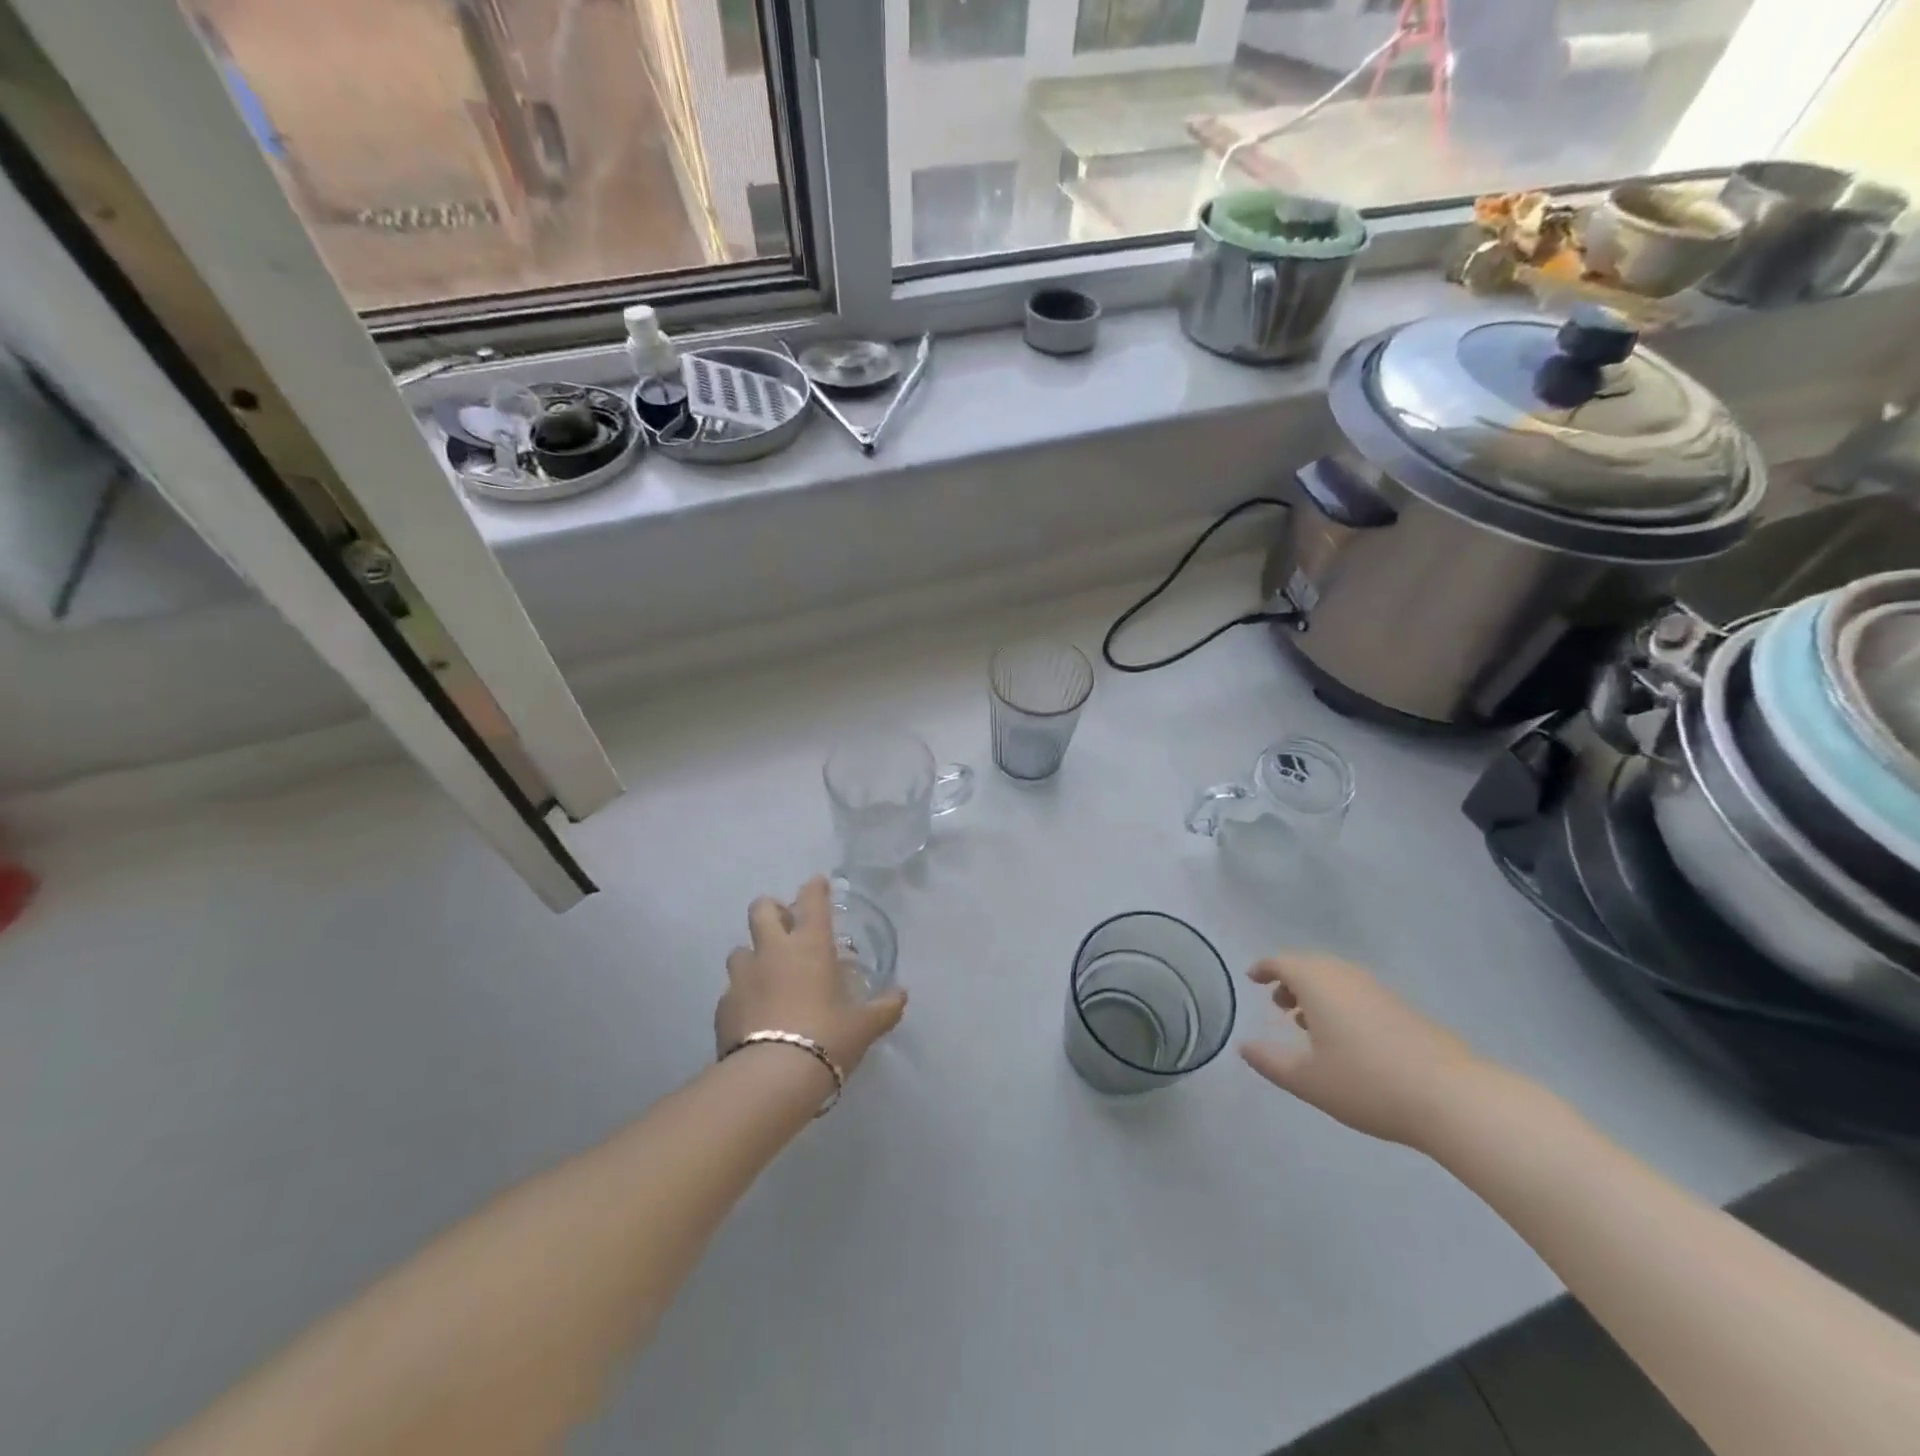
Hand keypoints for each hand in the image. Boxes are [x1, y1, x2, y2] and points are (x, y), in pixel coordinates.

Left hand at [716, 876, 907, 1078]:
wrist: (771, 1078)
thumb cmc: (826, 1039)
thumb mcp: (864, 1026)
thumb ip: (884, 1008)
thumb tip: (901, 996)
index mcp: (810, 945)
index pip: (812, 901)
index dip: (815, 888)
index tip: (818, 883)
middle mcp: (773, 951)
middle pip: (762, 909)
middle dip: (773, 909)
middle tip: (786, 924)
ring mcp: (743, 977)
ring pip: (740, 948)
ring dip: (754, 954)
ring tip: (767, 973)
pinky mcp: (722, 1006)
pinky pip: (732, 989)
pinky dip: (743, 994)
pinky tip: (754, 1013)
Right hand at [1239, 953, 1490, 1149]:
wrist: (1451, 1097)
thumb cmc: (1367, 1084)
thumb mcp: (1308, 1080)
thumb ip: (1270, 1062)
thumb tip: (1244, 1047)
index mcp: (1317, 983)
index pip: (1282, 962)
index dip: (1264, 968)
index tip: (1252, 978)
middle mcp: (1346, 976)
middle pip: (1310, 965)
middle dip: (1290, 980)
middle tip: (1278, 1005)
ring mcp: (1379, 990)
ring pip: (1337, 978)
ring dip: (1317, 992)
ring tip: (1308, 1024)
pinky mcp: (1404, 1008)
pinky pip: (1359, 992)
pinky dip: (1341, 1003)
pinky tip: (1346, 1037)